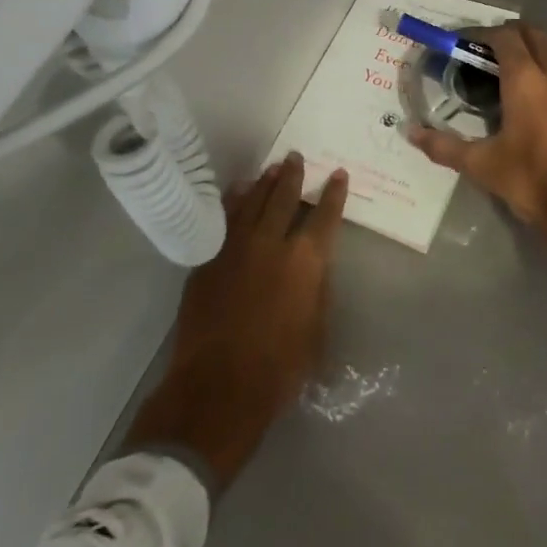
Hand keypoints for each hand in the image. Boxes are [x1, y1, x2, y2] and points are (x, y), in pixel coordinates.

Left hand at [126, 154, 347, 488]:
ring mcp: (236, 248)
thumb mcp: (317, 331)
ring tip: (271, 169)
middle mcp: (272, 243)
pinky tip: (237, 193)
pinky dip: (234, 202)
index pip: (325, 215)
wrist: (217, 388)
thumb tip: (314, 268)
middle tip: (295, 157)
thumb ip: (317, 290)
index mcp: (306, 260)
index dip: (333, 193)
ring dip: (264, 183)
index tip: (338, 174)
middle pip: (284, 197)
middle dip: (294, 175)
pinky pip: (225, 219)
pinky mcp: (209, 260)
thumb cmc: (279, 368)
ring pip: (253, 202)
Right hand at [408, 22, 546, 247]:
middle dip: (510, 37)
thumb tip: (411, 132)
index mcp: (525, 80)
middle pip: (533, 34)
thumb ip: (443, 145)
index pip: (504, 37)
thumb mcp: (481, 165)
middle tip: (491, 53)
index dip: (484, 35)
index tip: (468, 43)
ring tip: (525, 62)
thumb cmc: (530, 181)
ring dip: (540, 45)